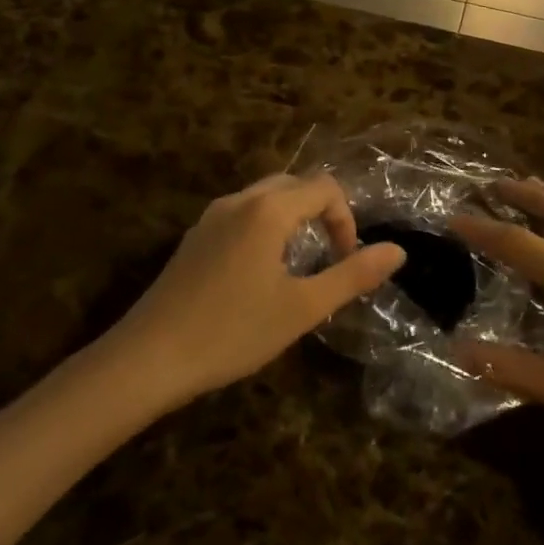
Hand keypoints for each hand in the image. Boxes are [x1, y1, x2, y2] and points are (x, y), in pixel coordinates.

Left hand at [100, 174, 403, 410]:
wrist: (146, 360)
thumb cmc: (232, 332)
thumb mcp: (302, 308)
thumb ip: (353, 275)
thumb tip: (397, 251)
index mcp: (269, 209)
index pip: (324, 188)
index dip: (346, 219)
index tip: (346, 261)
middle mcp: (240, 200)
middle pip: (295, 184)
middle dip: (321, 213)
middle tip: (329, 256)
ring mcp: (211, 217)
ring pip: (266, 198)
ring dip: (293, 219)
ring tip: (298, 264)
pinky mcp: (194, 237)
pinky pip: (242, 214)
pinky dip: (265, 227)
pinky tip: (258, 273)